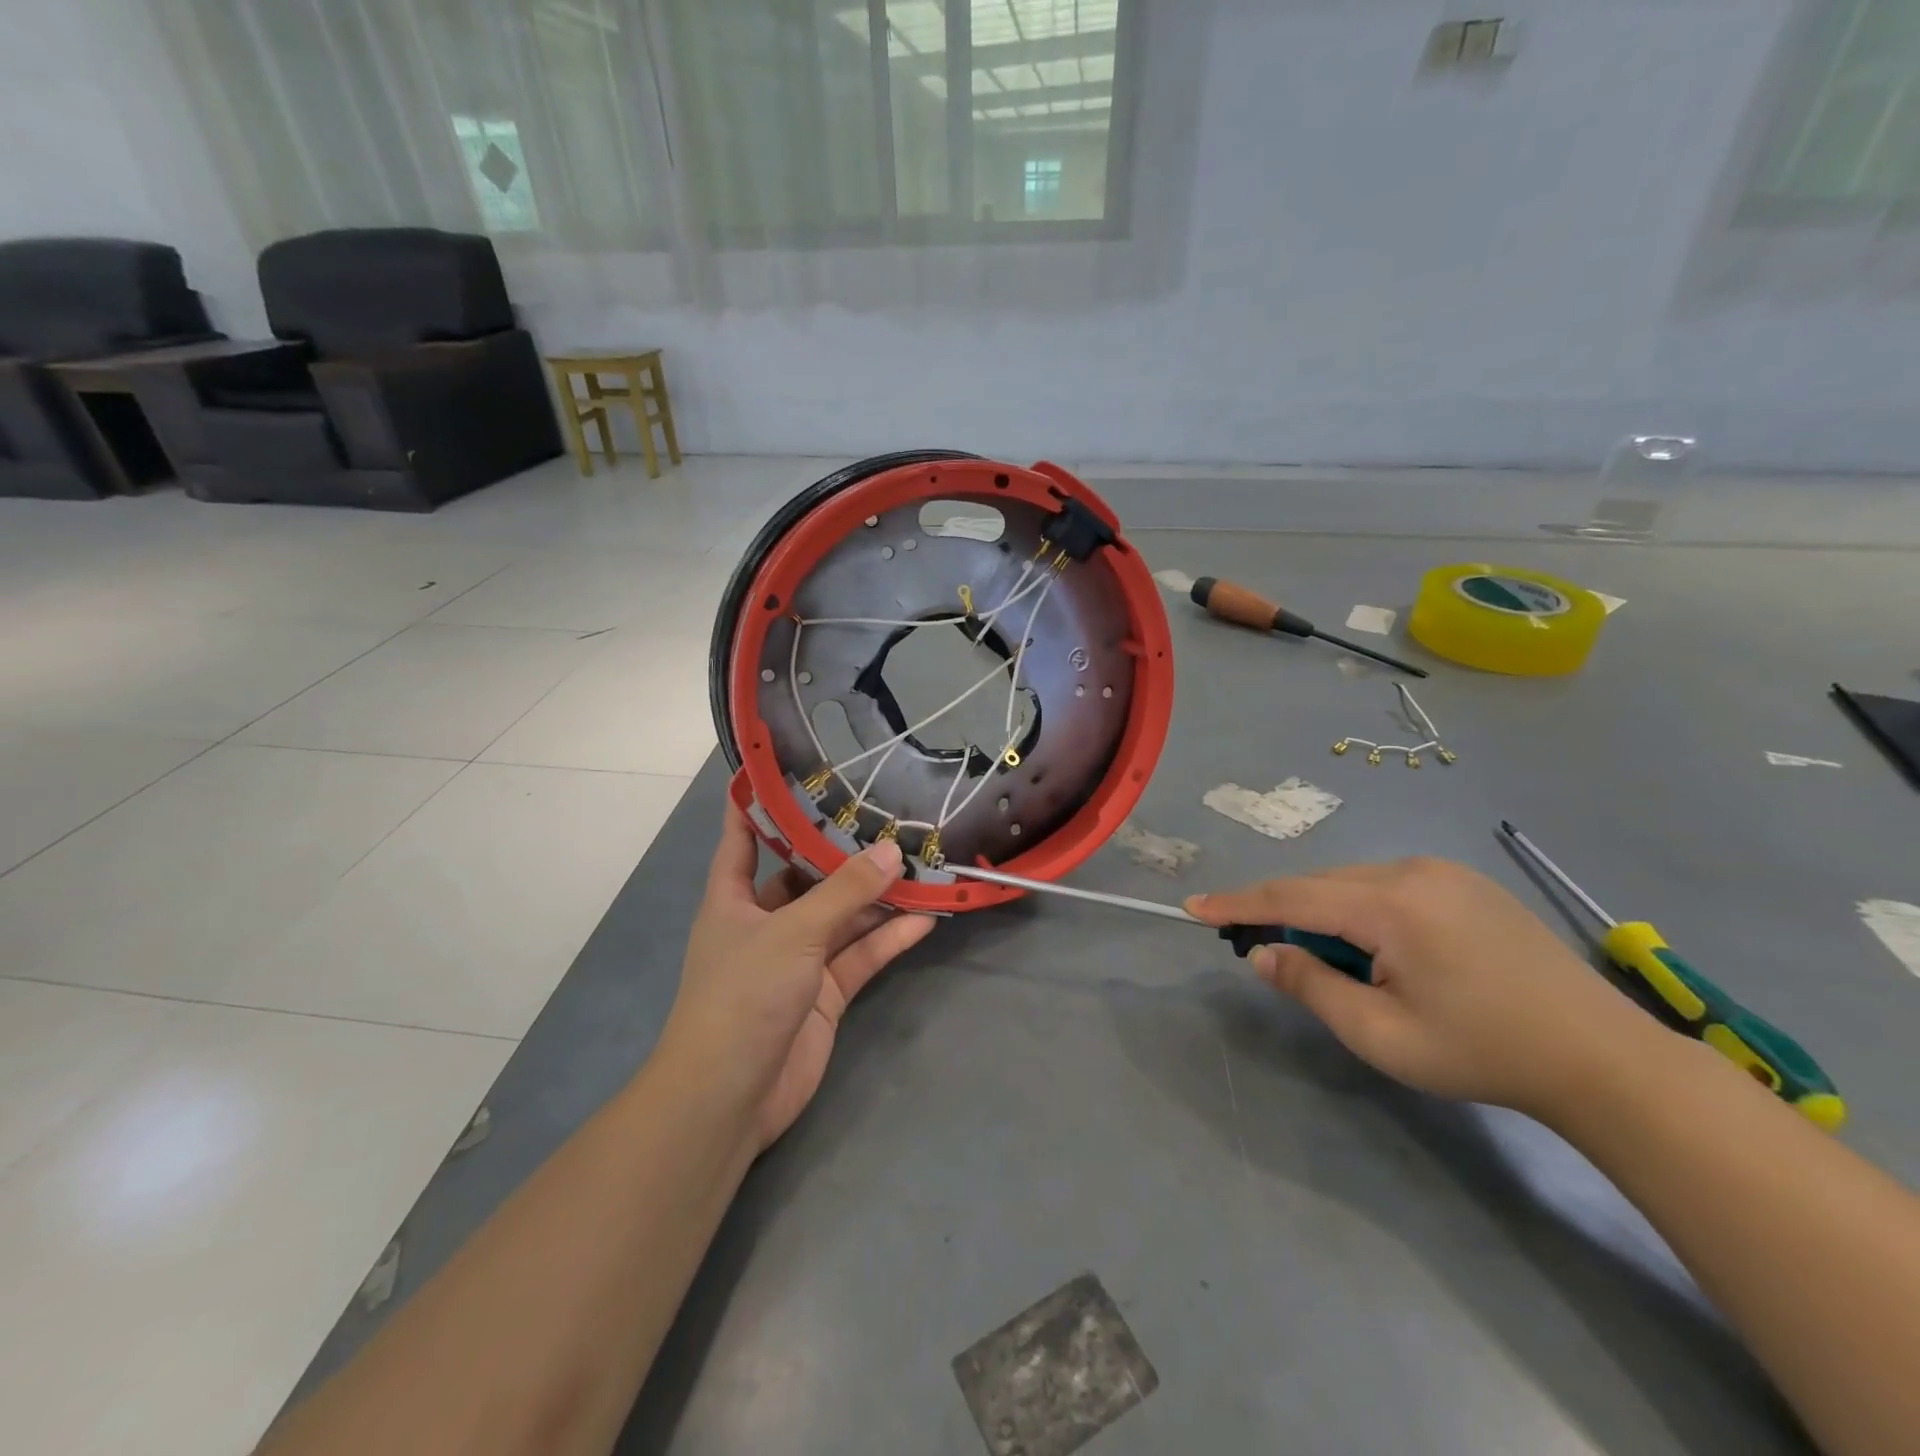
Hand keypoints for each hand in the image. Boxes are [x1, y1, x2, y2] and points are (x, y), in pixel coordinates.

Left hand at [661, 807, 936, 1149]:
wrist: (730, 1098)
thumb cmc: (742, 996)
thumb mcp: (792, 933)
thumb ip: (845, 892)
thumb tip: (891, 850)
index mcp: (733, 899)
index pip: (743, 836)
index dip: (760, 803)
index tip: (790, 770)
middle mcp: (765, 922)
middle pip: (808, 876)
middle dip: (845, 853)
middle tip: (887, 818)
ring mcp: (798, 959)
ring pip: (844, 916)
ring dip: (879, 897)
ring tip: (921, 864)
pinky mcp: (825, 993)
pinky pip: (862, 955)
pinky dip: (890, 938)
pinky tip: (926, 917)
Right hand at [1186, 858, 1661, 1115]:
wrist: (1603, 1060)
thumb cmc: (1483, 1052)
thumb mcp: (1380, 1034)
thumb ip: (1311, 985)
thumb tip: (1262, 953)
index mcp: (1390, 903)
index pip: (1291, 895)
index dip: (1237, 902)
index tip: (1193, 907)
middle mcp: (1413, 870)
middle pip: (1321, 884)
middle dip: (1286, 914)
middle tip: (1264, 951)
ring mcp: (1444, 871)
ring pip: (1353, 882)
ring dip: (1327, 914)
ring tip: (1334, 963)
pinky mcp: (1466, 882)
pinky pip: (1388, 885)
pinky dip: (1362, 910)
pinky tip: (1380, 949)